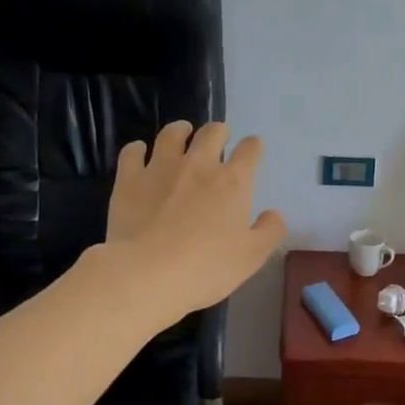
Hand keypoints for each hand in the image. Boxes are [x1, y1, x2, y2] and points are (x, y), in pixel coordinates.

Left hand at [105, 120, 286, 325]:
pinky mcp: (129, 179)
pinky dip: (138, 149)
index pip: (250, 150)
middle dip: (219, 132)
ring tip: (182, 134)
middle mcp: (198, 164)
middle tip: (218, 139)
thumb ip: (269, 231)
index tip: (253, 149)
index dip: (254, 146)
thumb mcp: (251, 257)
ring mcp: (161, 168)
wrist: (147, 273)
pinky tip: (139, 154)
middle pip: (212, 133)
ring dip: (180, 131)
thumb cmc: (207, 267)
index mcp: (233, 181)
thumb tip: (274, 214)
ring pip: (171, 134)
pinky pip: (132, 152)